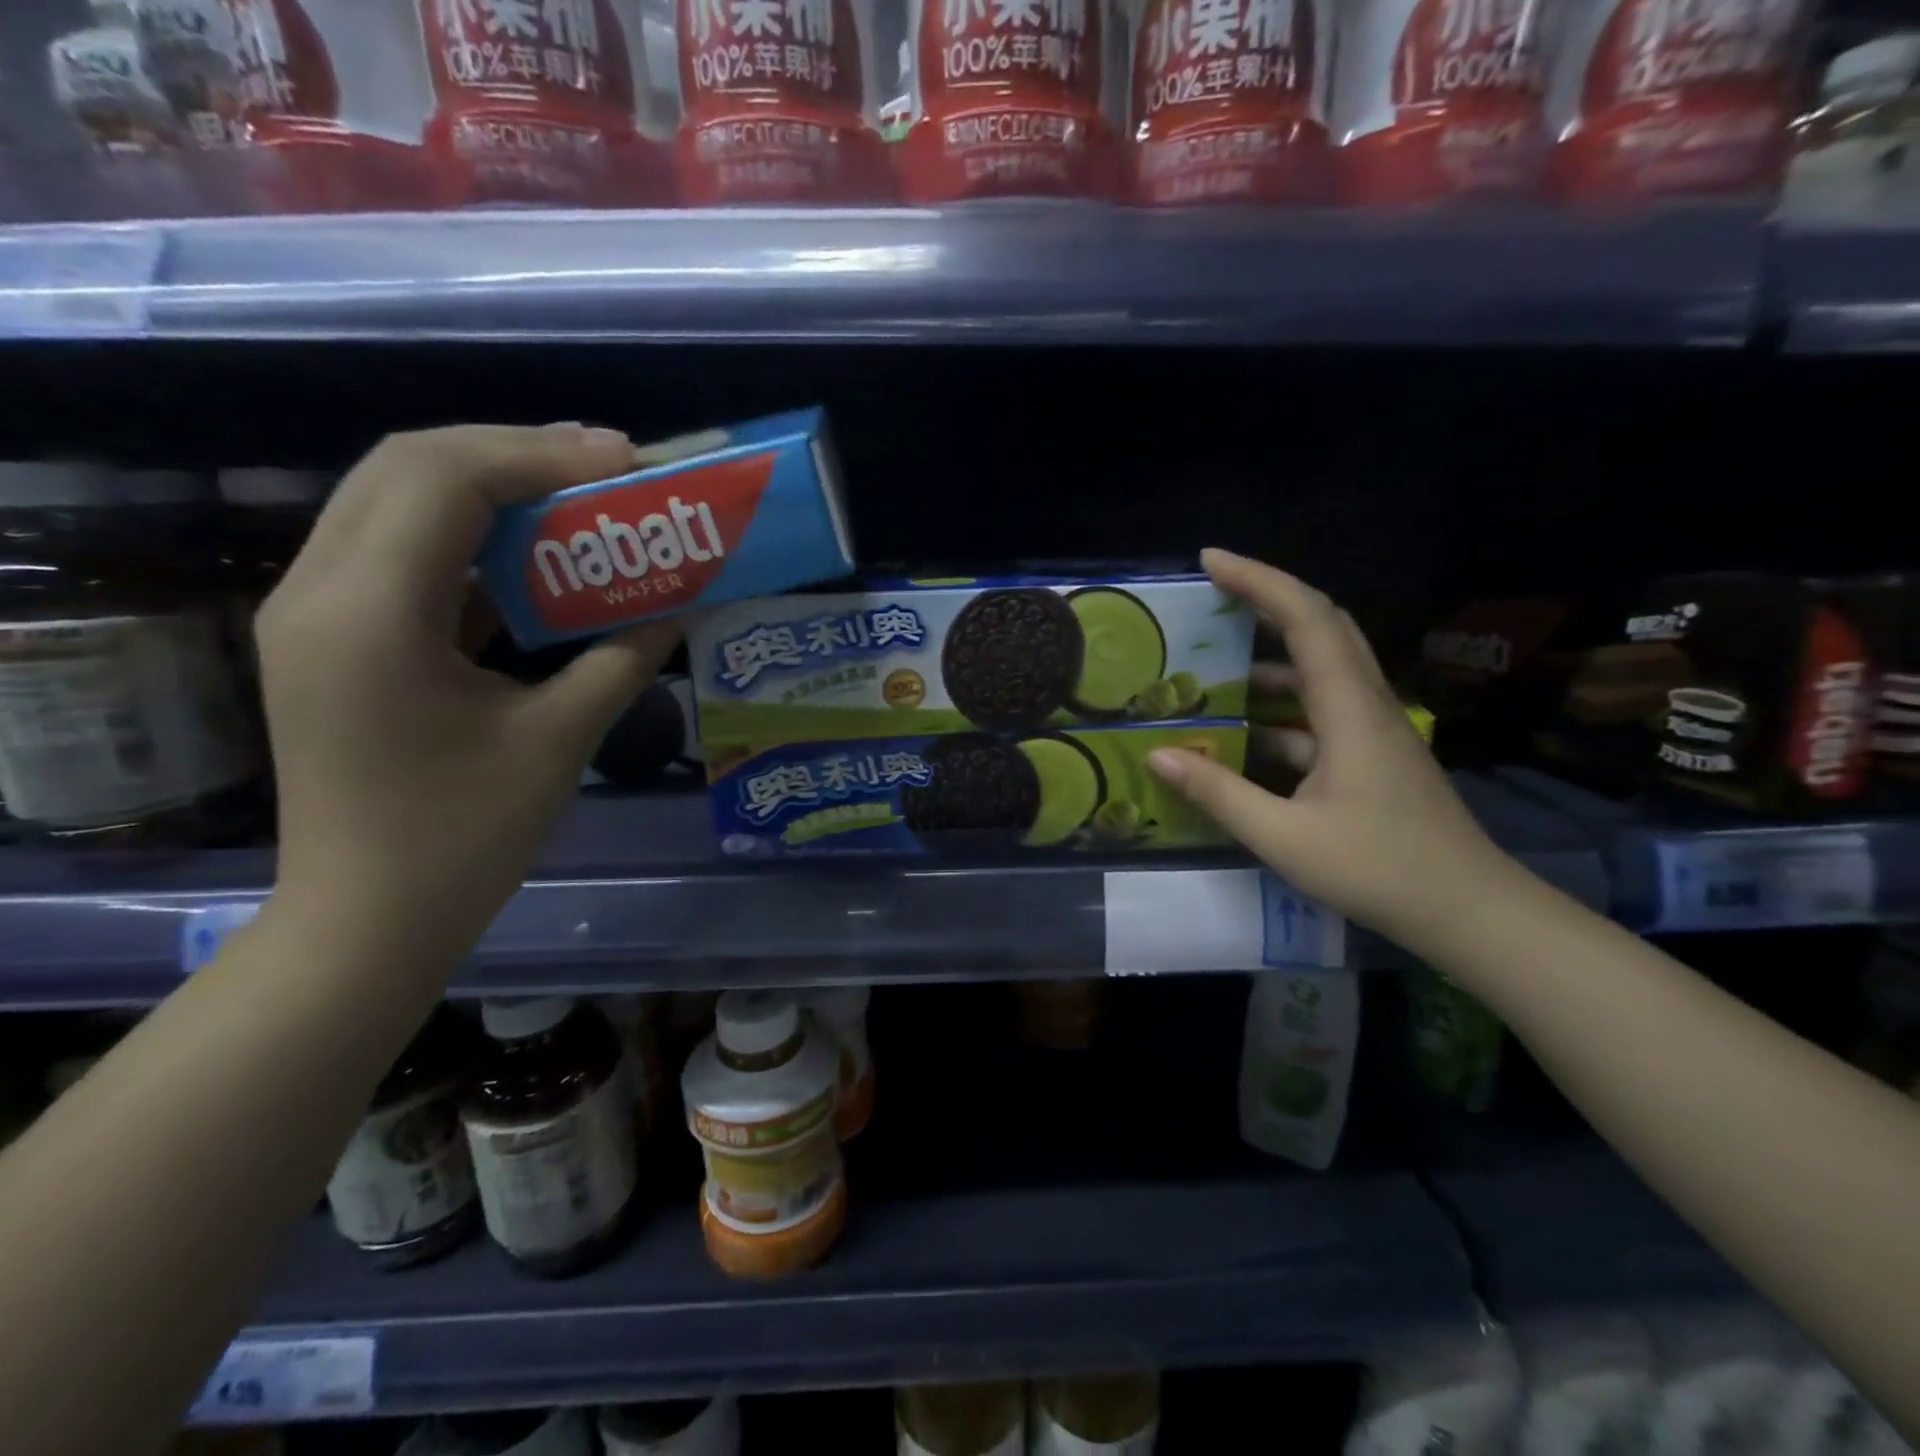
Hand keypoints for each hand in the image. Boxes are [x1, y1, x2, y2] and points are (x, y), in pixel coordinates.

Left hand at [258, 424, 679, 951]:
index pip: (444, 479)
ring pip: (396, 499)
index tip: (626, 460)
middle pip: (407, 466)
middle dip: (515, 452)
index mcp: (369, 615)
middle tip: (607, 465)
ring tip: (578, 491)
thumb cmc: (463, 839)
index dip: (541, 455)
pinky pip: (399, 550)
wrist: (367, 920)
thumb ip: (623, 661)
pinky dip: (471, 534)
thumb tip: (683, 606)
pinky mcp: (333, 637)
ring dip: (491, 484)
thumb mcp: (559, 743)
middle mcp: (319, 591)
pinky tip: (533, 550)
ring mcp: (316, 612)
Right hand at [1147, 549, 1515, 951]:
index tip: (1210, 562)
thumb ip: (1217, 792)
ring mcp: (1372, 730)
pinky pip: (1319, 712)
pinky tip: (1243, 734)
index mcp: (1349, 709)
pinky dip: (1280, 710)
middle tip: (1213, 593)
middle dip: (1266, 599)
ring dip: (1270, 657)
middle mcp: (1365, 704)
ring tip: (1215, 664)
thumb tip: (1157, 755)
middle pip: (1322, 626)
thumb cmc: (1378, 869)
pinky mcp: (1372, 756)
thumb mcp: (1283, 836)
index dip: (1259, 580)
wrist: (1468, 912)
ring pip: (1322, 668)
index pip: (1306, 618)